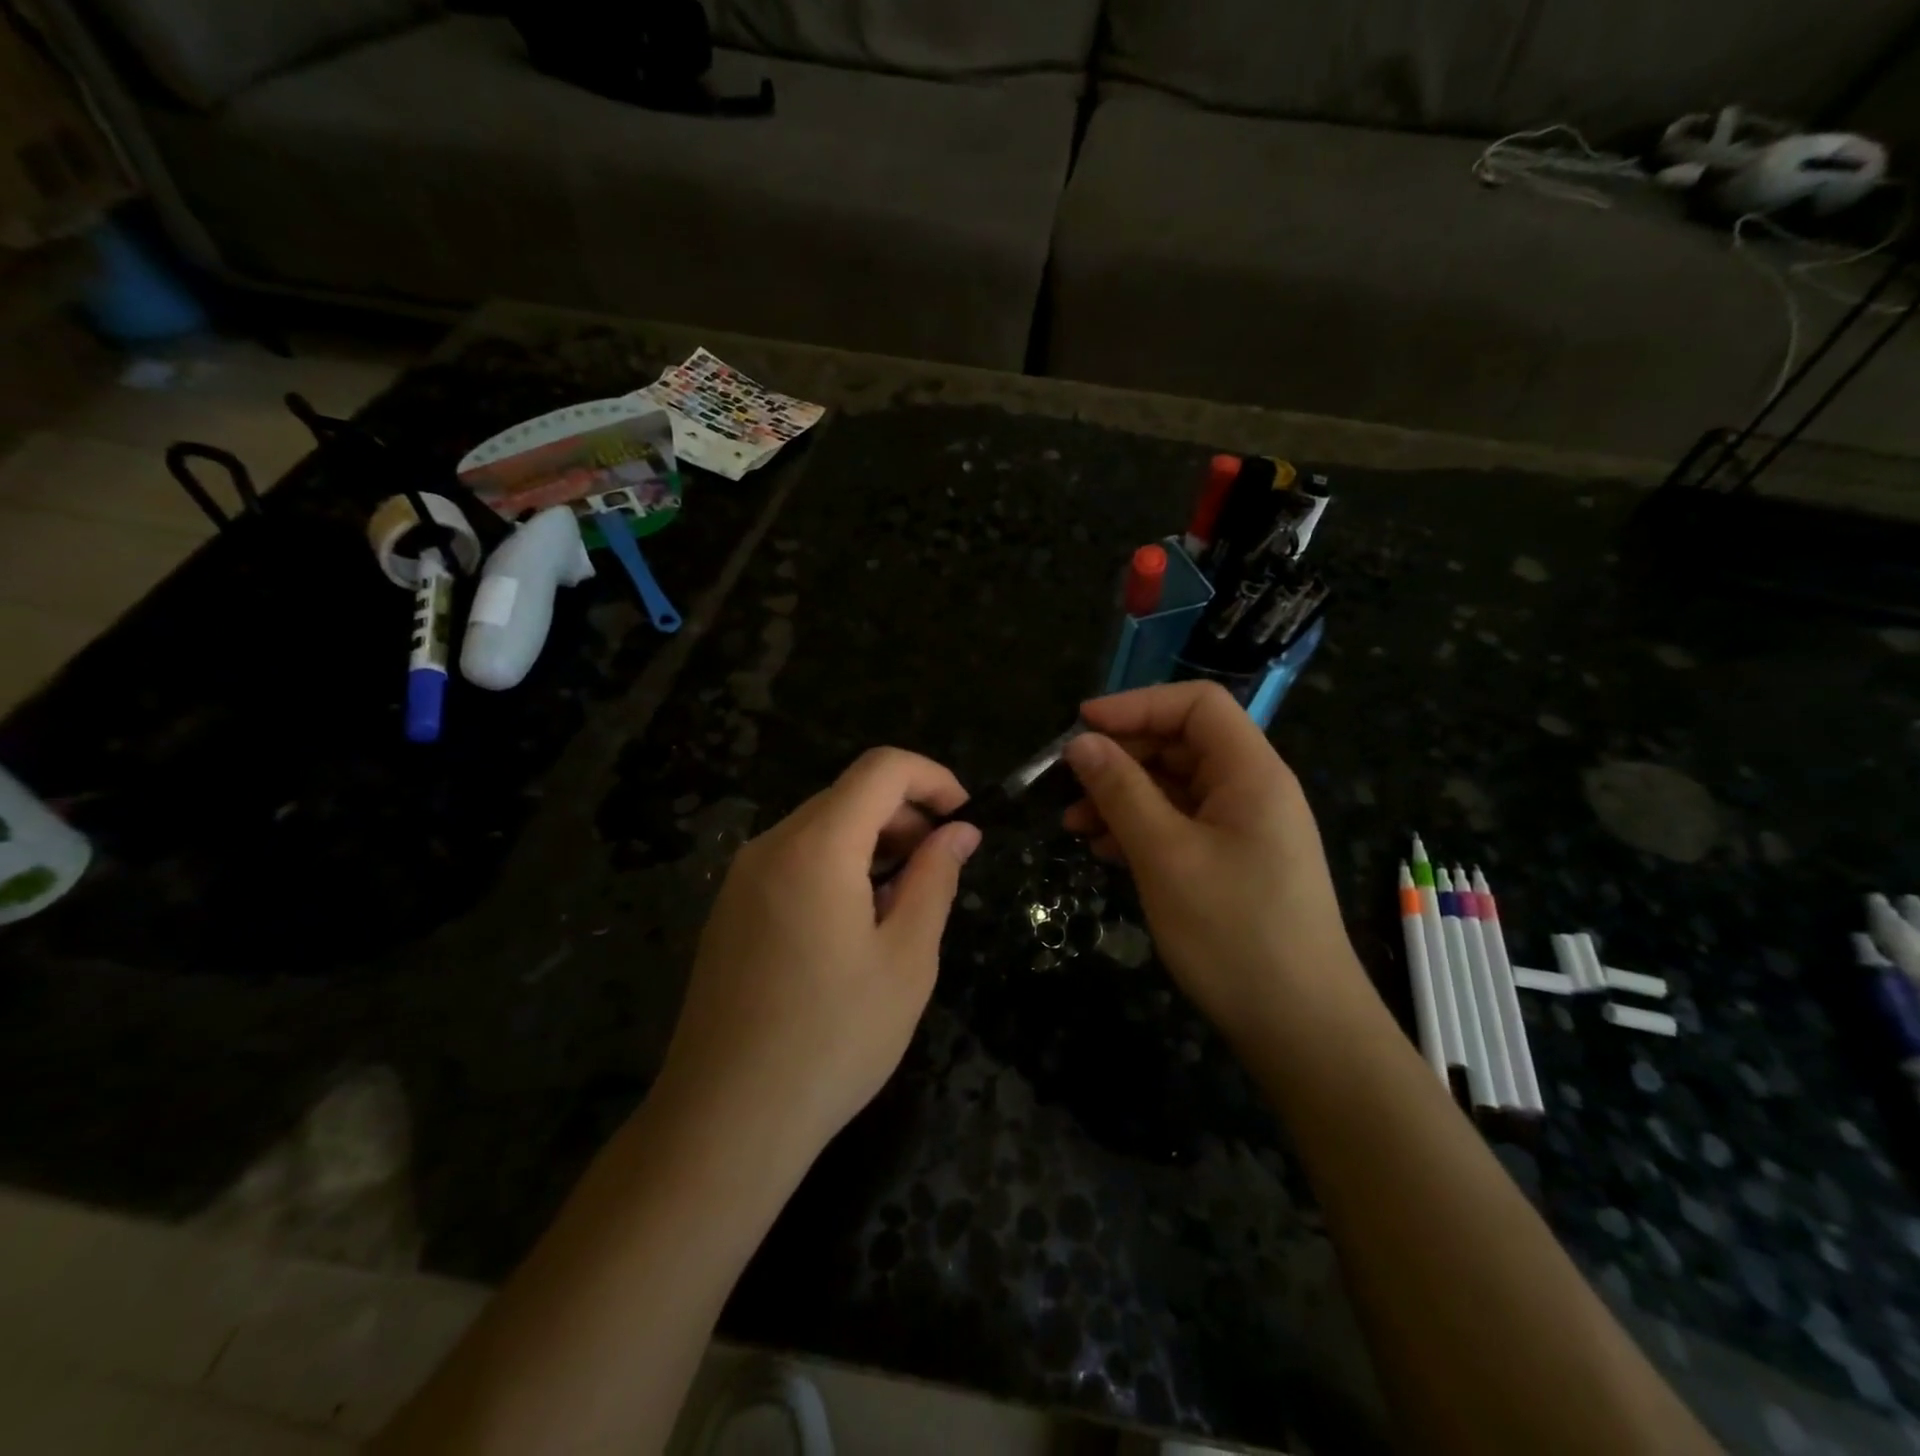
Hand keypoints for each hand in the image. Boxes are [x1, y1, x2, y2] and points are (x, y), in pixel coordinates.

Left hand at [656, 748, 981, 1161]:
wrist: (725, 1120)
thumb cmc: (833, 1039)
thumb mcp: (906, 959)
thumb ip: (935, 880)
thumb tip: (960, 832)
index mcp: (816, 847)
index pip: (881, 769)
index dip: (933, 778)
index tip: (965, 817)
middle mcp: (770, 846)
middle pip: (849, 795)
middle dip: (906, 815)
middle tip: (941, 868)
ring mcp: (742, 878)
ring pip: (821, 828)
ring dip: (873, 843)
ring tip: (904, 902)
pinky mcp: (730, 910)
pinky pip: (793, 861)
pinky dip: (838, 867)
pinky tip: (856, 925)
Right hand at [1061, 682, 1358, 1035]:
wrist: (1300, 1028)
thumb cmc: (1234, 932)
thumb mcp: (1165, 856)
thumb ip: (1121, 792)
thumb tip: (1080, 743)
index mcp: (1251, 773)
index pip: (1196, 705)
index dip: (1137, 705)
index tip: (1081, 726)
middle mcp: (1252, 790)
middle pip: (1181, 744)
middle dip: (1121, 757)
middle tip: (1067, 783)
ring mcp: (1244, 829)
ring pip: (1175, 788)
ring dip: (1123, 796)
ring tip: (1073, 825)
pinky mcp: (1233, 863)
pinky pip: (1181, 825)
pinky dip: (1140, 829)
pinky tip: (1105, 851)